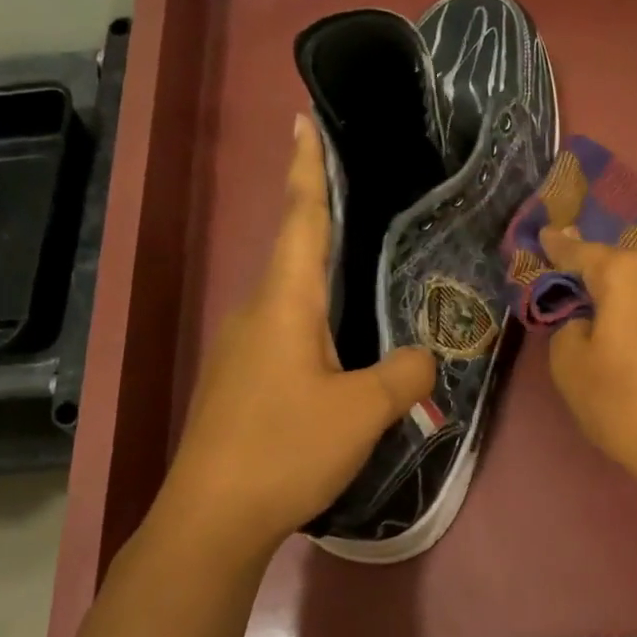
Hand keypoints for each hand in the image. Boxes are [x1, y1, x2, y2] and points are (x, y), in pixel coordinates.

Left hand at [155, 114, 434, 559]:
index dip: (307, 168)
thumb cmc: (286, 448)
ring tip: (356, 266)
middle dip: (318, 214)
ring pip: (289, 295)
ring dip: (317, 272)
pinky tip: (337, 342)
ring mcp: (242, 348)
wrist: (212, 516)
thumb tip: (423, 357)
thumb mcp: (362, 411)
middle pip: (293, 250)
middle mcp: (257, 313)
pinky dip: (313, 317)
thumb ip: (403, 375)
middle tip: (352, 190)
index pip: (302, 219)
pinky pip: (285, 331)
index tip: (303, 120)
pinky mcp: (241, 381)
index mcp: (284, 303)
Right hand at [539, 226, 636, 517]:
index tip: (543, 234)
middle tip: (571, 294)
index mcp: (628, 272)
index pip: (581, 252)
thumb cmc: (626, 403)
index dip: (557, 247)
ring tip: (606, 323)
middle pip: (620, 267)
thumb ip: (566, 327)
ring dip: (625, 299)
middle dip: (595, 278)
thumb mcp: (570, 366)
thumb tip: (586, 320)